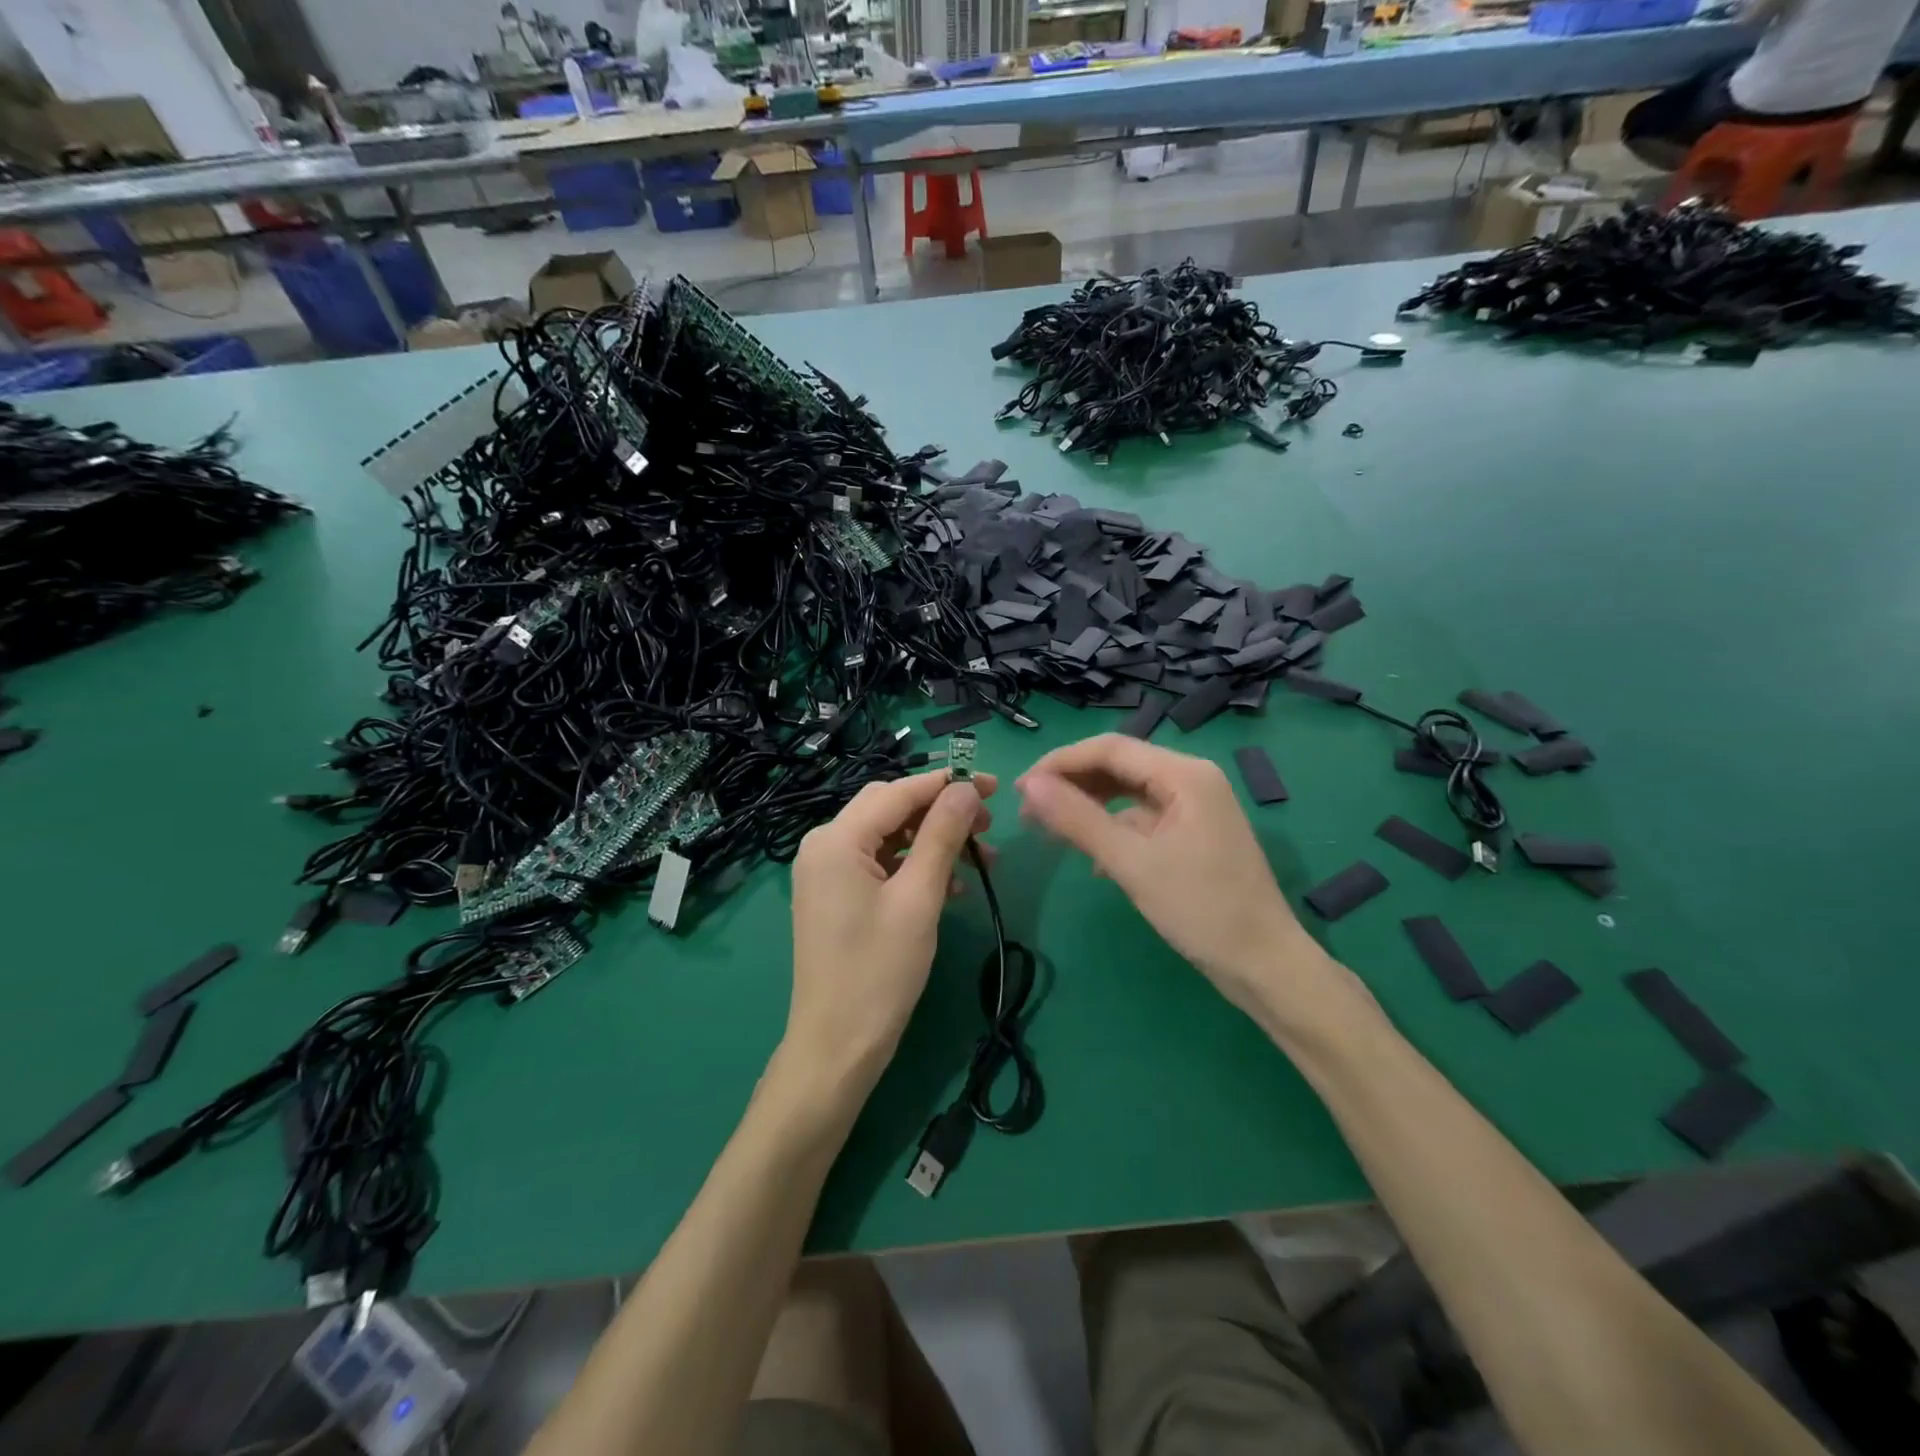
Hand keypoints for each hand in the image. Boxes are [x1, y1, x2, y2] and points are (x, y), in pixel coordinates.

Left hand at [785, 770, 996, 1088]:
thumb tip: (965, 788)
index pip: (899, 792)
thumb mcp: (919, 898)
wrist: (837, 1046)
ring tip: (982, 860)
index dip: (948, 784)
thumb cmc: (879, 971)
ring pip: (889, 837)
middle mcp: (824, 846)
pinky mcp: (836, 896)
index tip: (994, 786)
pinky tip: (953, 888)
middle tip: (988, 827)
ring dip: (934, 842)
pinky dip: (916, 867)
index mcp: (836, 839)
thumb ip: (942, 835)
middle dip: (942, 812)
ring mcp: (827, 872)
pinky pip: (880, 865)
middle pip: (891, 809)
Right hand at [1016, 735, 1332, 1025]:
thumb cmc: (1201, 910)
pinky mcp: (1192, 833)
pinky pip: (1142, 817)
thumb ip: (1078, 819)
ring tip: (1048, 830)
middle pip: (1118, 765)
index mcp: (1184, 774)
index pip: (1109, 748)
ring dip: (1088, 806)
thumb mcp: (1132, 863)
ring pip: (1128, 792)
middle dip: (1071, 784)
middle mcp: (1191, 779)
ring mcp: (1194, 807)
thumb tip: (1029, 786)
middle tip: (1027, 813)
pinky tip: (1089, 857)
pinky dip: (1112, 829)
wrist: (1263, 965)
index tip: (1020, 789)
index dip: (1059, 763)